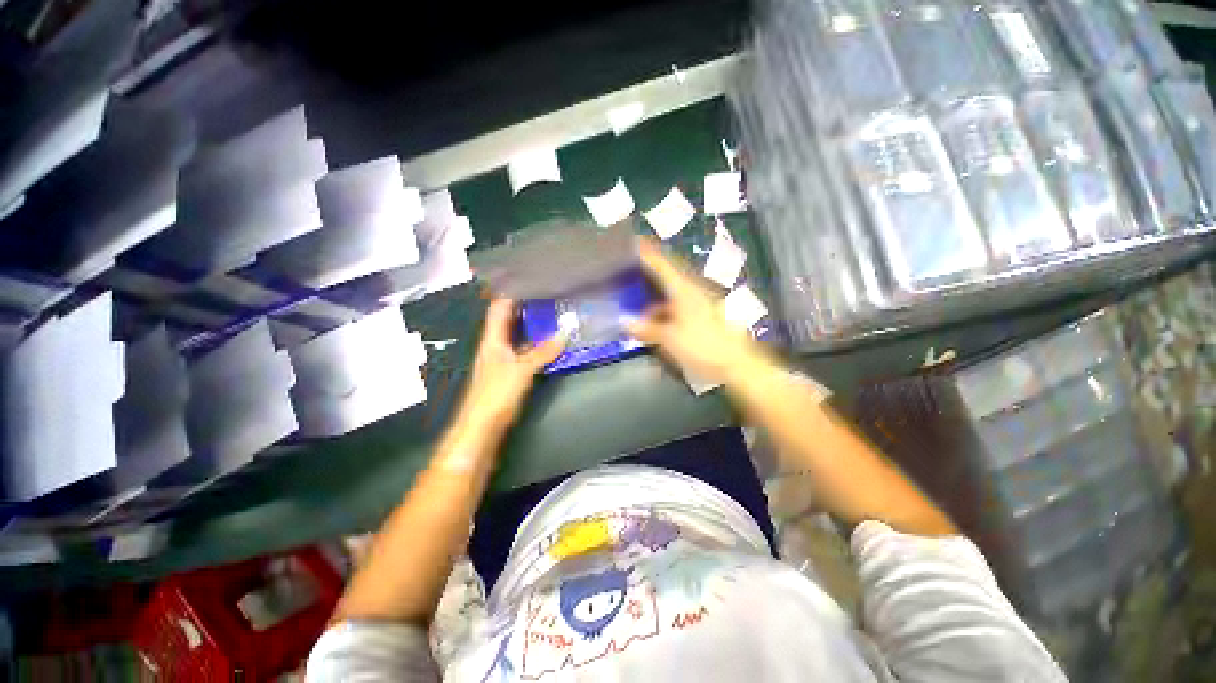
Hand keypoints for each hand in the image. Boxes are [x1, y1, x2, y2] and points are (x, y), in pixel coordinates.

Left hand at [458, 299, 565, 430]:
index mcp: (492, 340)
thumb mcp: (523, 369)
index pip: (499, 308)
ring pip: (517, 336)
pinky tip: (548, 344)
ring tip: (551, 315)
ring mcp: (501, 360)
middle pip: (508, 320)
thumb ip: (544, 351)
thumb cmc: (497, 394)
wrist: (482, 427)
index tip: (529, 280)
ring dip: (531, 326)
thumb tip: (565, 333)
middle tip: (547, 295)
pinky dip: (535, 345)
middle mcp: (495, 346)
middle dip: (525, 307)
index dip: (511, 293)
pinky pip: (523, 351)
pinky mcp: (509, 374)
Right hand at [628, 240, 764, 385]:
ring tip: (635, 303)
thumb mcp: (669, 339)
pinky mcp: (703, 318)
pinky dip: (663, 311)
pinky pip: (677, 308)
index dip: (647, 253)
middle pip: (667, 276)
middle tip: (630, 270)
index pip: (661, 264)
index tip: (634, 240)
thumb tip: (623, 322)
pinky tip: (653, 323)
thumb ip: (646, 329)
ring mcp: (699, 305)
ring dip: (654, 296)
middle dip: (649, 272)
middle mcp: (692, 292)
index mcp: (684, 290)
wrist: (738, 365)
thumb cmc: (704, 346)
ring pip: (672, 294)